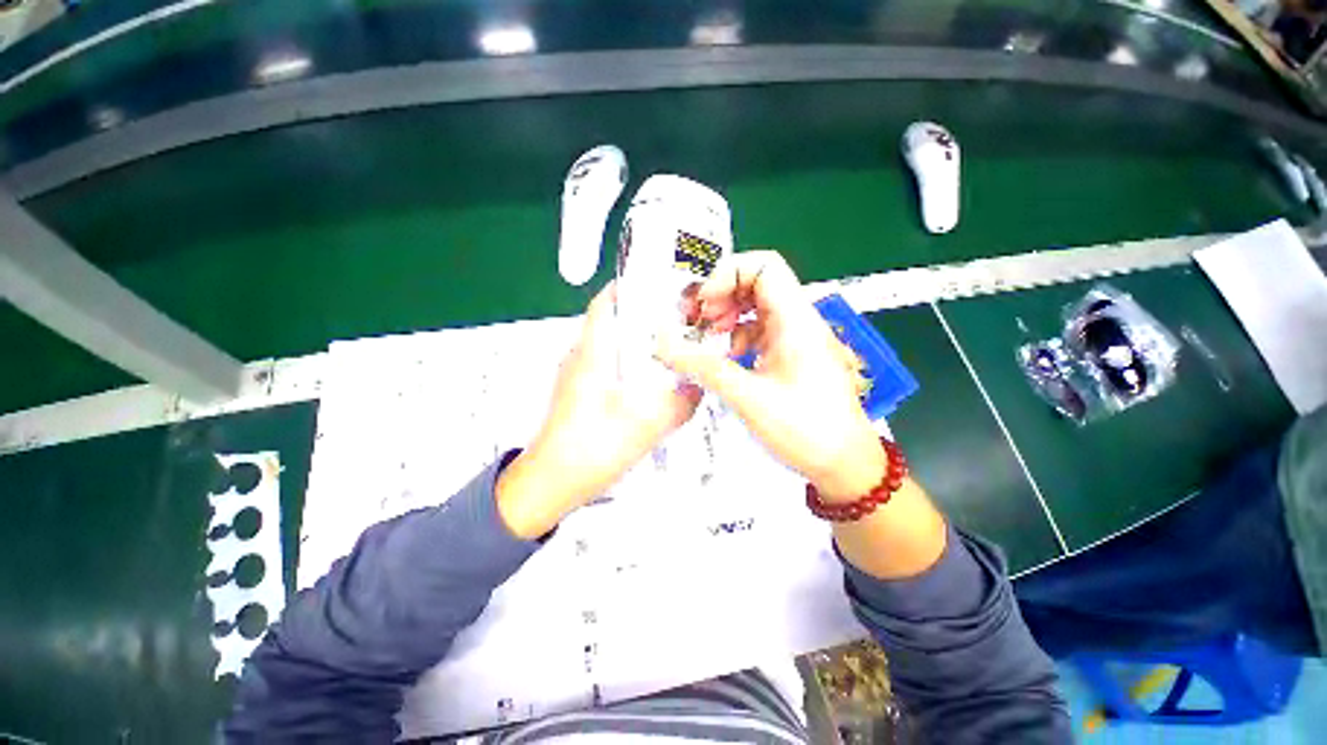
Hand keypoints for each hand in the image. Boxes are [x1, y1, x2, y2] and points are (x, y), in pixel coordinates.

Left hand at [497, 282, 702, 537]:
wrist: (549, 485)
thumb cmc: (591, 448)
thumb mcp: (646, 426)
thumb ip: (679, 404)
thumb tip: (699, 388)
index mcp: (591, 354)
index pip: (605, 305)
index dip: (628, 288)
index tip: (659, 286)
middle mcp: (580, 358)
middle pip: (612, 324)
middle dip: (643, 318)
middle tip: (678, 322)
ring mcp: (576, 377)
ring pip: (610, 347)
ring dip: (636, 344)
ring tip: (669, 349)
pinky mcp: (578, 394)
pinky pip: (607, 367)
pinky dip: (628, 365)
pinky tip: (650, 382)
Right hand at [655, 251, 885, 500]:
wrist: (844, 464)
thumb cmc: (805, 429)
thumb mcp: (749, 397)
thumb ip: (704, 368)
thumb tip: (663, 347)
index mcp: (795, 320)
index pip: (763, 266)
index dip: (727, 275)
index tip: (703, 305)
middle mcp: (796, 321)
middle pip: (755, 282)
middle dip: (720, 295)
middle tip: (695, 320)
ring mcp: (793, 338)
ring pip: (754, 308)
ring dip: (725, 317)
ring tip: (705, 339)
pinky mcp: (787, 355)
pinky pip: (756, 332)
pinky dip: (734, 338)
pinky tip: (724, 359)